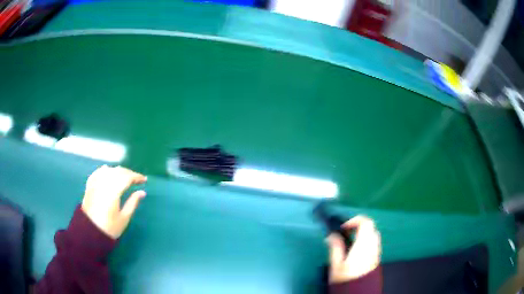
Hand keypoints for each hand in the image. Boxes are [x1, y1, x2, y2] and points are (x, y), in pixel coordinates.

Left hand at [81, 165, 146, 238]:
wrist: (90, 232)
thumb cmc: (109, 228)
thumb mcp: (124, 218)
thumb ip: (133, 203)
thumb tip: (142, 192)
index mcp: (113, 191)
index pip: (127, 178)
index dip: (136, 177)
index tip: (144, 180)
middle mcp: (104, 183)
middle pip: (118, 171)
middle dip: (129, 173)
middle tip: (136, 179)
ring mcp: (95, 183)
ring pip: (108, 170)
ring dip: (118, 171)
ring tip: (124, 176)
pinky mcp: (89, 185)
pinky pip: (98, 172)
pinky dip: (105, 170)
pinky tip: (108, 170)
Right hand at [327, 215, 380, 282]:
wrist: (358, 292)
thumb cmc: (346, 279)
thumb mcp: (336, 264)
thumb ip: (335, 247)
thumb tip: (332, 236)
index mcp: (363, 244)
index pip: (365, 222)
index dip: (354, 220)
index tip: (343, 227)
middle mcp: (373, 246)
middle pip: (371, 227)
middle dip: (359, 227)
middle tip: (346, 234)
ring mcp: (376, 252)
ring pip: (373, 235)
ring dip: (363, 234)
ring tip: (350, 243)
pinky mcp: (376, 258)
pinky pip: (374, 244)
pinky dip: (366, 242)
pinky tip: (356, 251)